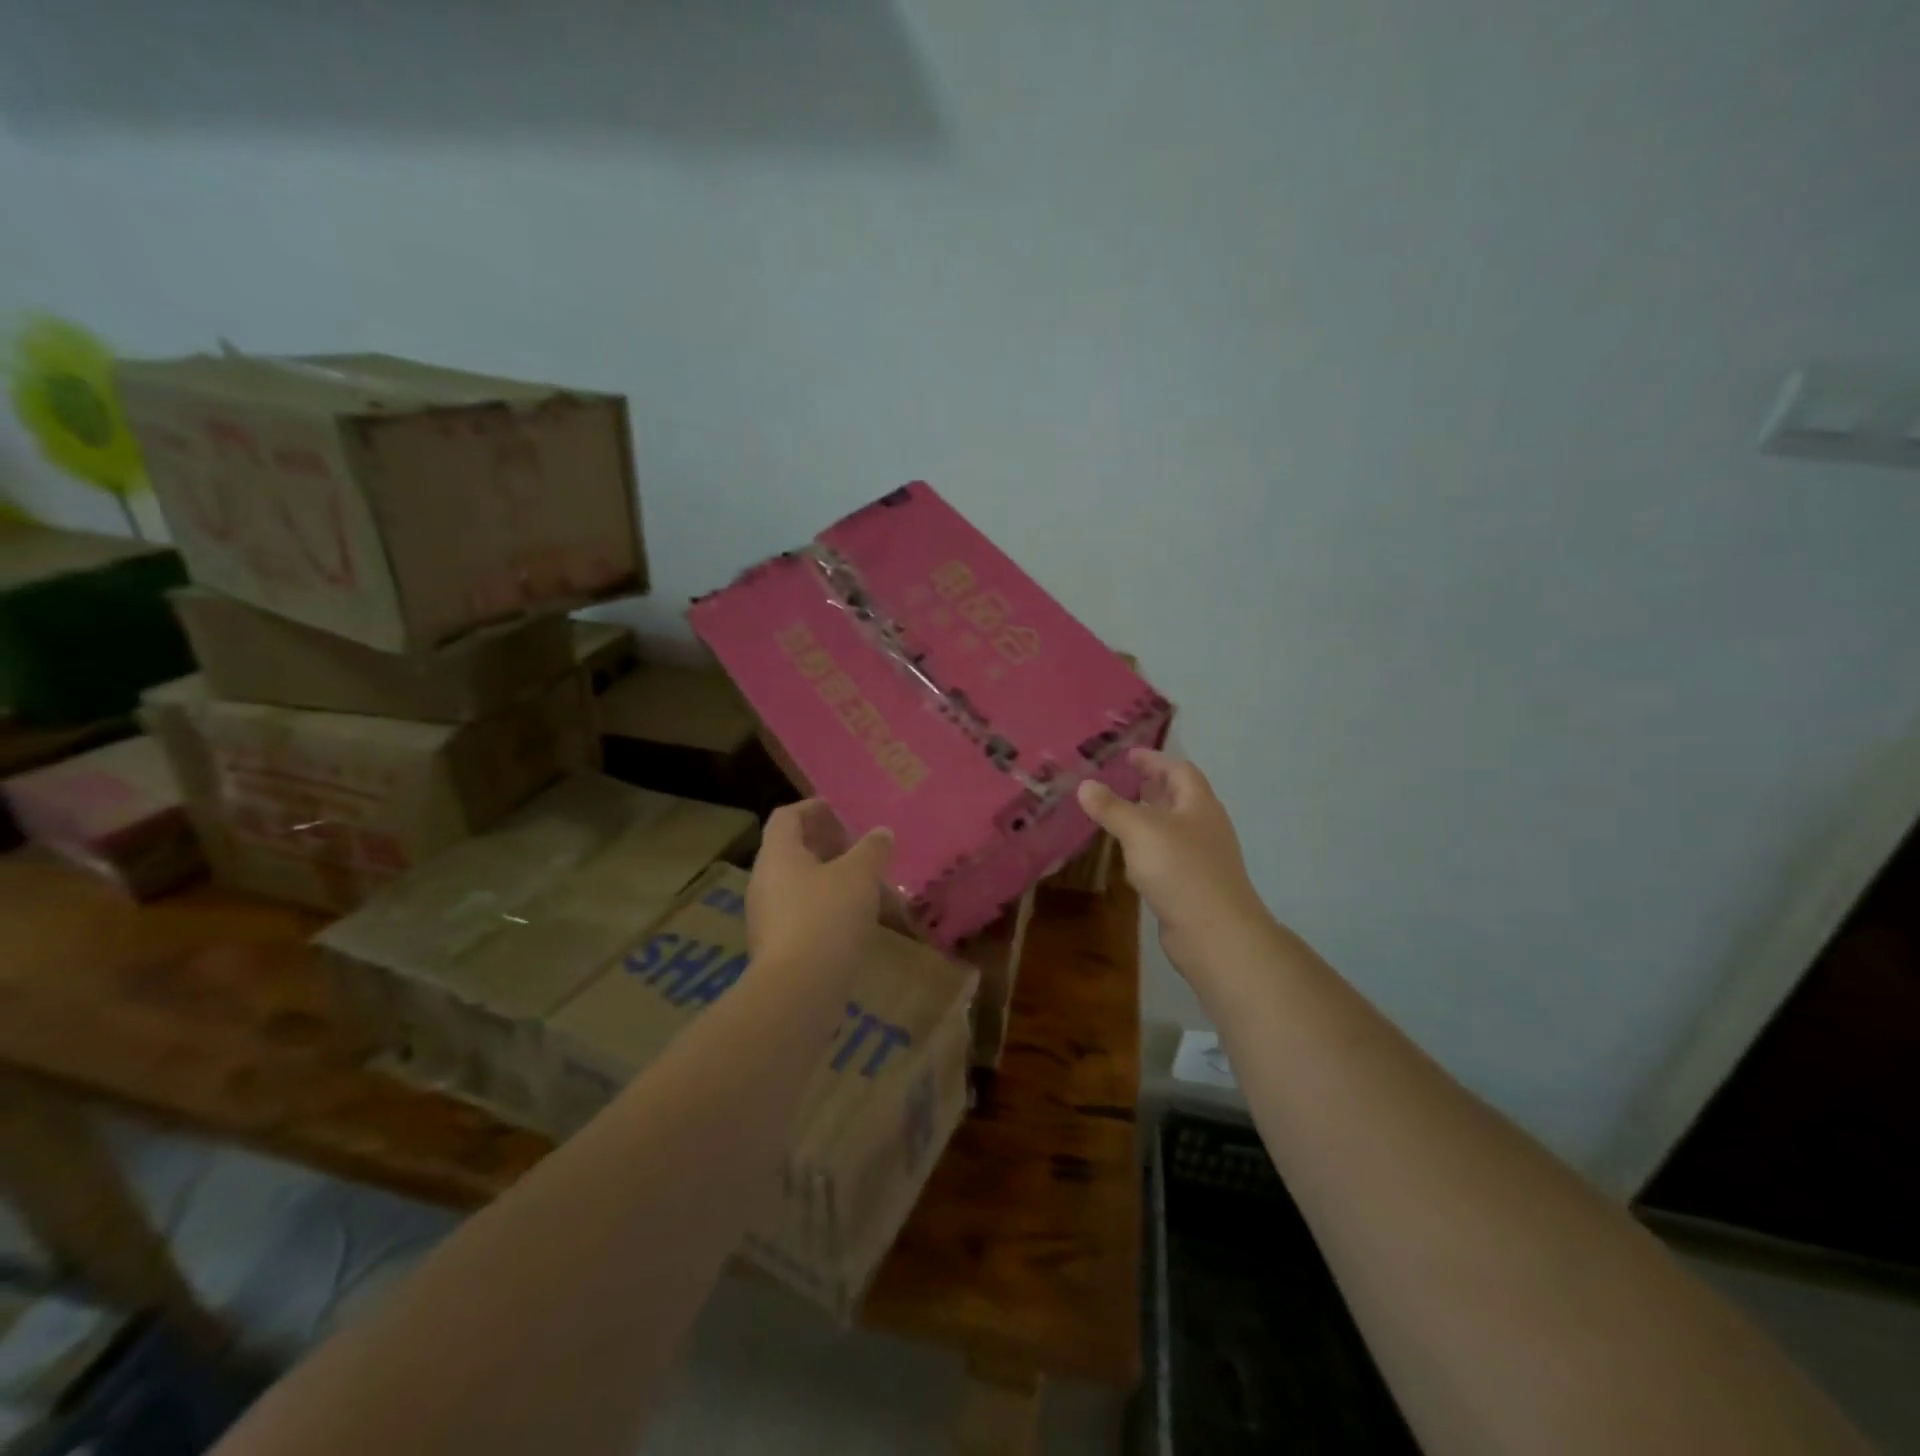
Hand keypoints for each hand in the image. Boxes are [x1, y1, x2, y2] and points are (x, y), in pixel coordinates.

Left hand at [747, 800, 893, 971]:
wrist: (798, 991)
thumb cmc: (827, 918)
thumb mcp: (859, 876)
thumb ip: (872, 850)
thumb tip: (881, 833)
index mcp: (778, 854)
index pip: (787, 817)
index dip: (812, 808)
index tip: (839, 810)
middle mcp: (765, 881)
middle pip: (792, 851)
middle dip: (826, 845)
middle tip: (858, 848)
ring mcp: (768, 917)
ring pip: (800, 885)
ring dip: (830, 879)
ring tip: (865, 885)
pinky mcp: (778, 948)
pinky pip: (803, 915)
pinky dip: (827, 908)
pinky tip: (856, 921)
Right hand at [1078, 749, 1268, 969]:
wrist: (1215, 933)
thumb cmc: (1180, 870)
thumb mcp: (1140, 831)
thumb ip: (1112, 807)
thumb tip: (1085, 784)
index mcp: (1199, 805)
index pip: (1179, 770)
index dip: (1154, 760)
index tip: (1128, 756)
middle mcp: (1204, 827)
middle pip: (1178, 798)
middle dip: (1151, 788)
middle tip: (1122, 781)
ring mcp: (1201, 858)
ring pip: (1172, 829)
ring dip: (1148, 819)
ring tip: (1119, 815)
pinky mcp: (1193, 886)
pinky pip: (1168, 858)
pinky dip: (1148, 850)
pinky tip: (1129, 859)